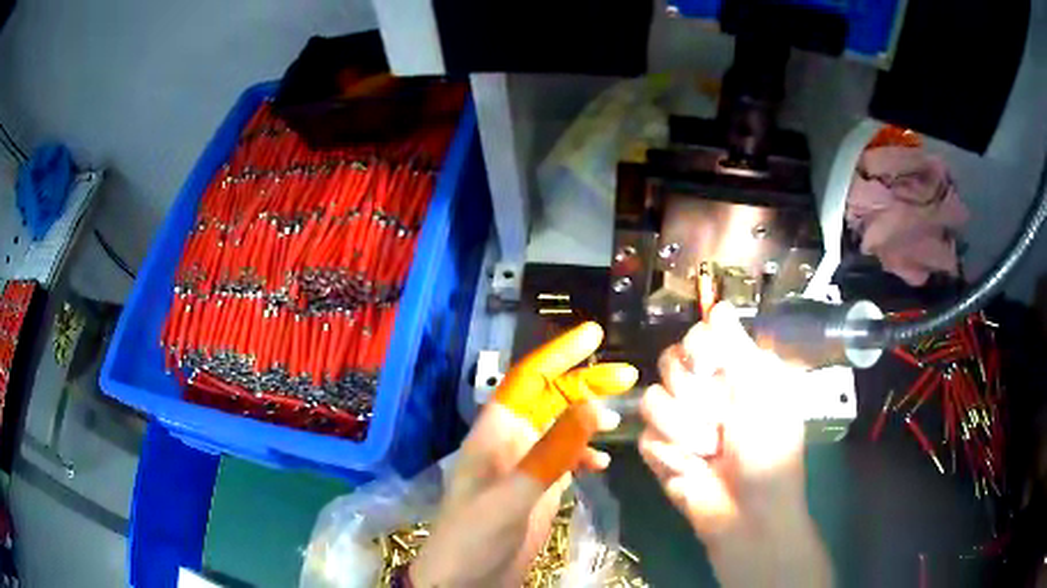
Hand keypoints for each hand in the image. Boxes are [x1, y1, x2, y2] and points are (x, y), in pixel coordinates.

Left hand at [410, 323, 636, 586]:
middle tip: (626, 376)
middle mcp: (511, 440)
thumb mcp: (512, 495)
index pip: (529, 379)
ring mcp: (526, 465)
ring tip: (618, 419)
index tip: (594, 334)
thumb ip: (551, 453)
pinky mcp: (537, 488)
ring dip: (588, 418)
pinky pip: (567, 458)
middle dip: (585, 384)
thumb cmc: (474, 535)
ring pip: (561, 427)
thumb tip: (592, 406)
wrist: (464, 580)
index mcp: (495, 432)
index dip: (559, 353)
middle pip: (551, 399)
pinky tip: (601, 464)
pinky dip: (586, 455)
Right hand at [639, 303, 831, 586]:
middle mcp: (706, 389)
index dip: (698, 349)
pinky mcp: (660, 450)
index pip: (699, 334)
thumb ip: (738, 348)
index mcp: (735, 371)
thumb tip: (719, 305)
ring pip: (653, 399)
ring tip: (709, 452)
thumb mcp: (762, 394)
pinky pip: (646, 435)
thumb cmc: (767, 451)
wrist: (747, 515)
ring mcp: (680, 420)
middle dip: (693, 396)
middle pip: (670, 362)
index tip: (710, 368)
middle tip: (719, 420)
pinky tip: (691, 469)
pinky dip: (670, 454)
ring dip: (684, 430)